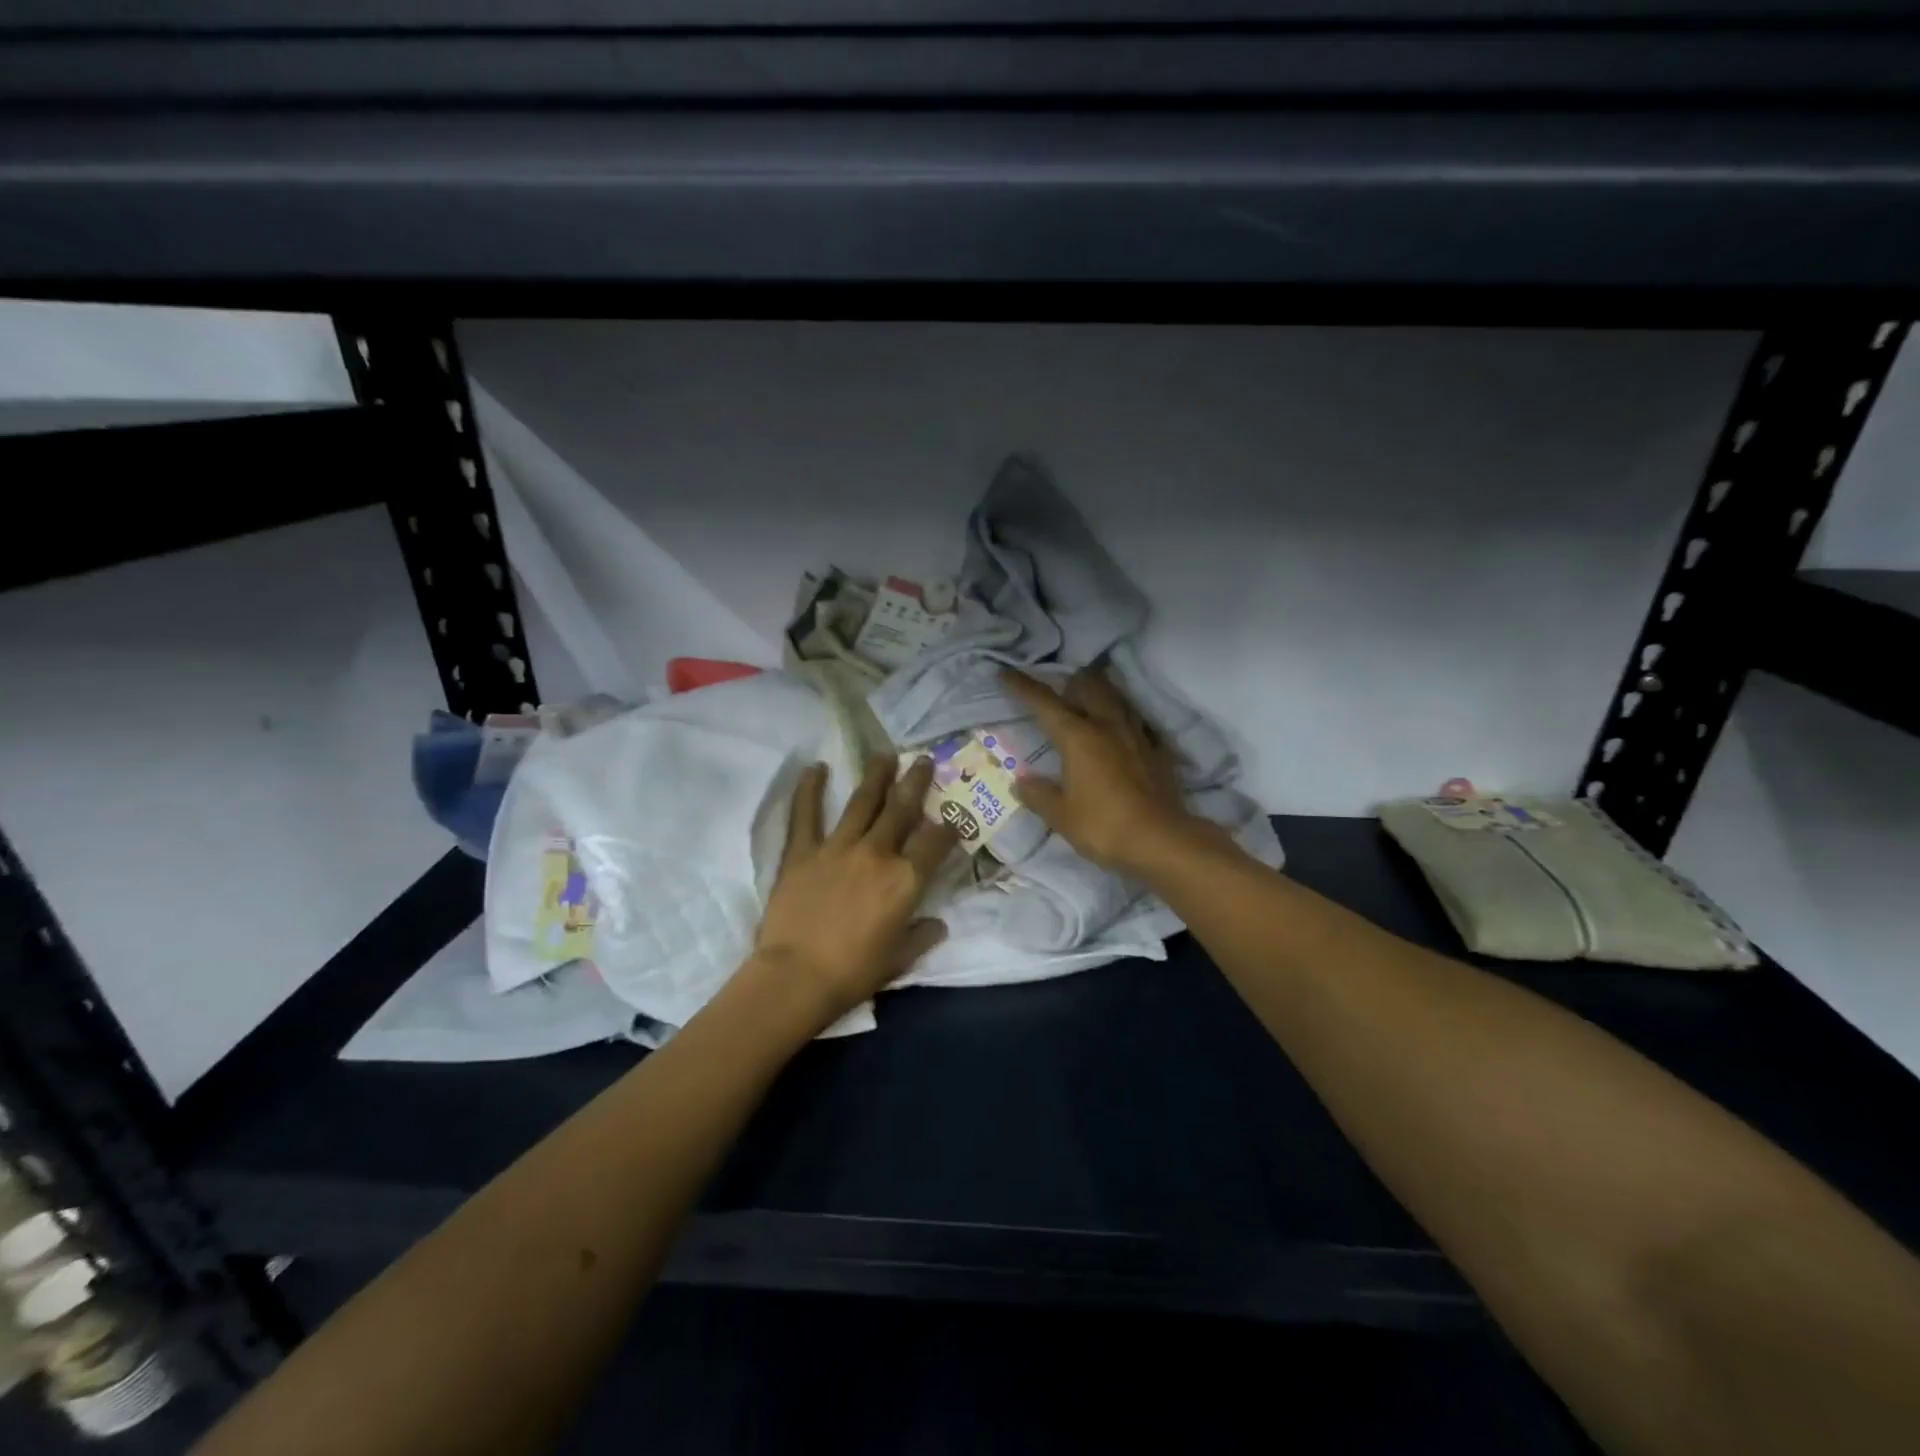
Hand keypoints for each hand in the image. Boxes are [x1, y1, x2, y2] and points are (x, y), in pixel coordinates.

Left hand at [746, 755, 955, 1028]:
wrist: (796, 977)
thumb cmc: (853, 973)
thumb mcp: (899, 959)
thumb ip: (922, 936)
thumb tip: (939, 924)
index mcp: (905, 880)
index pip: (935, 842)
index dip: (948, 826)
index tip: (952, 814)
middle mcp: (877, 853)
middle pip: (902, 809)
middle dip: (915, 782)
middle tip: (922, 760)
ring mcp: (837, 847)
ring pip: (862, 802)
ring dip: (875, 776)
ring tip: (884, 755)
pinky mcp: (802, 851)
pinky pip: (806, 814)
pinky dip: (810, 789)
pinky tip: (816, 768)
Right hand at [1001, 667, 1221, 876]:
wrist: (1161, 841)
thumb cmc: (1103, 826)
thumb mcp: (1061, 815)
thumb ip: (1039, 795)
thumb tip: (1021, 782)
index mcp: (1078, 737)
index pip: (1044, 703)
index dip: (1022, 686)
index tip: (1005, 673)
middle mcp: (1107, 726)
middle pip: (1089, 687)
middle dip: (1071, 680)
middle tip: (1060, 685)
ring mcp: (1137, 736)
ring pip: (1118, 699)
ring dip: (1102, 692)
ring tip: (1092, 694)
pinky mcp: (1158, 752)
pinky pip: (1140, 724)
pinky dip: (1128, 720)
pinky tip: (1126, 729)